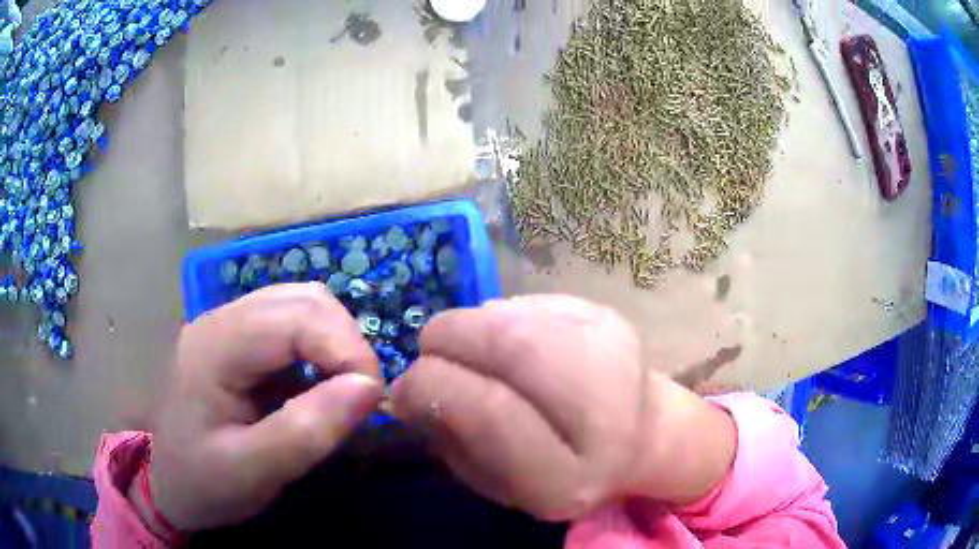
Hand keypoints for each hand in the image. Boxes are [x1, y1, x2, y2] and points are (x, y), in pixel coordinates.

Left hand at [144, 283, 383, 531]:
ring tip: (345, 388)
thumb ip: (307, 431)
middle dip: (346, 343)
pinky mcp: (239, 339)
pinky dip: (321, 347)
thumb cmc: (205, 483)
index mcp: (214, 346)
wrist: (172, 486)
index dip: (345, 349)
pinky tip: (320, 381)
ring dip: (336, 341)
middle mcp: (220, 320)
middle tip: (363, 395)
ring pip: (302, 303)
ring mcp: (228, 325)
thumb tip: (368, 388)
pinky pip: (292, 323)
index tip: (372, 399)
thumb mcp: (254, 471)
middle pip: (303, 299)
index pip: (295, 317)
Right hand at [390, 295, 735, 521]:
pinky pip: (536, 303)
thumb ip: (451, 440)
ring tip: (465, 344)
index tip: (404, 386)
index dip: (433, 387)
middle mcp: (605, 417)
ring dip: (473, 322)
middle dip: (450, 336)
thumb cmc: (558, 470)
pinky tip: (508, 337)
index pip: (491, 413)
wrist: (641, 438)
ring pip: (522, 315)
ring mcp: (618, 356)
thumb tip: (408, 387)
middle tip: (428, 347)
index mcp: (568, 478)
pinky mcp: (616, 319)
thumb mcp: (497, 482)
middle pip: (513, 347)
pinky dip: (504, 314)